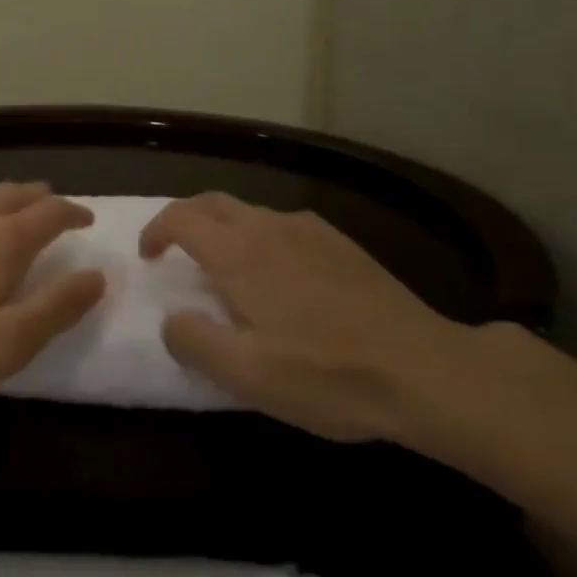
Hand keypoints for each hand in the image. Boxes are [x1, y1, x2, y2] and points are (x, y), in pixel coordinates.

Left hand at [0, 182, 105, 409]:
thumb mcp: (9, 341)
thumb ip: (57, 306)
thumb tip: (96, 275)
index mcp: (6, 241)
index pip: (51, 213)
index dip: (73, 213)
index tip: (86, 219)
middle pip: (15, 194)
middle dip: (39, 198)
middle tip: (51, 205)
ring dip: (0, 194)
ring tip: (9, 201)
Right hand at [139, 193, 468, 441]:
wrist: (426, 370)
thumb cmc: (327, 374)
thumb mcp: (246, 374)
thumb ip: (193, 341)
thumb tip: (171, 320)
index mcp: (239, 252)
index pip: (181, 217)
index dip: (156, 231)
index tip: (150, 258)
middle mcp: (269, 226)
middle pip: (212, 202)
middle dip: (185, 219)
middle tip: (176, 252)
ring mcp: (310, 230)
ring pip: (249, 211)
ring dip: (224, 228)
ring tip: (226, 270)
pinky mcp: (341, 243)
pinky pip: (283, 225)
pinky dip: (260, 236)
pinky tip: (280, 277)